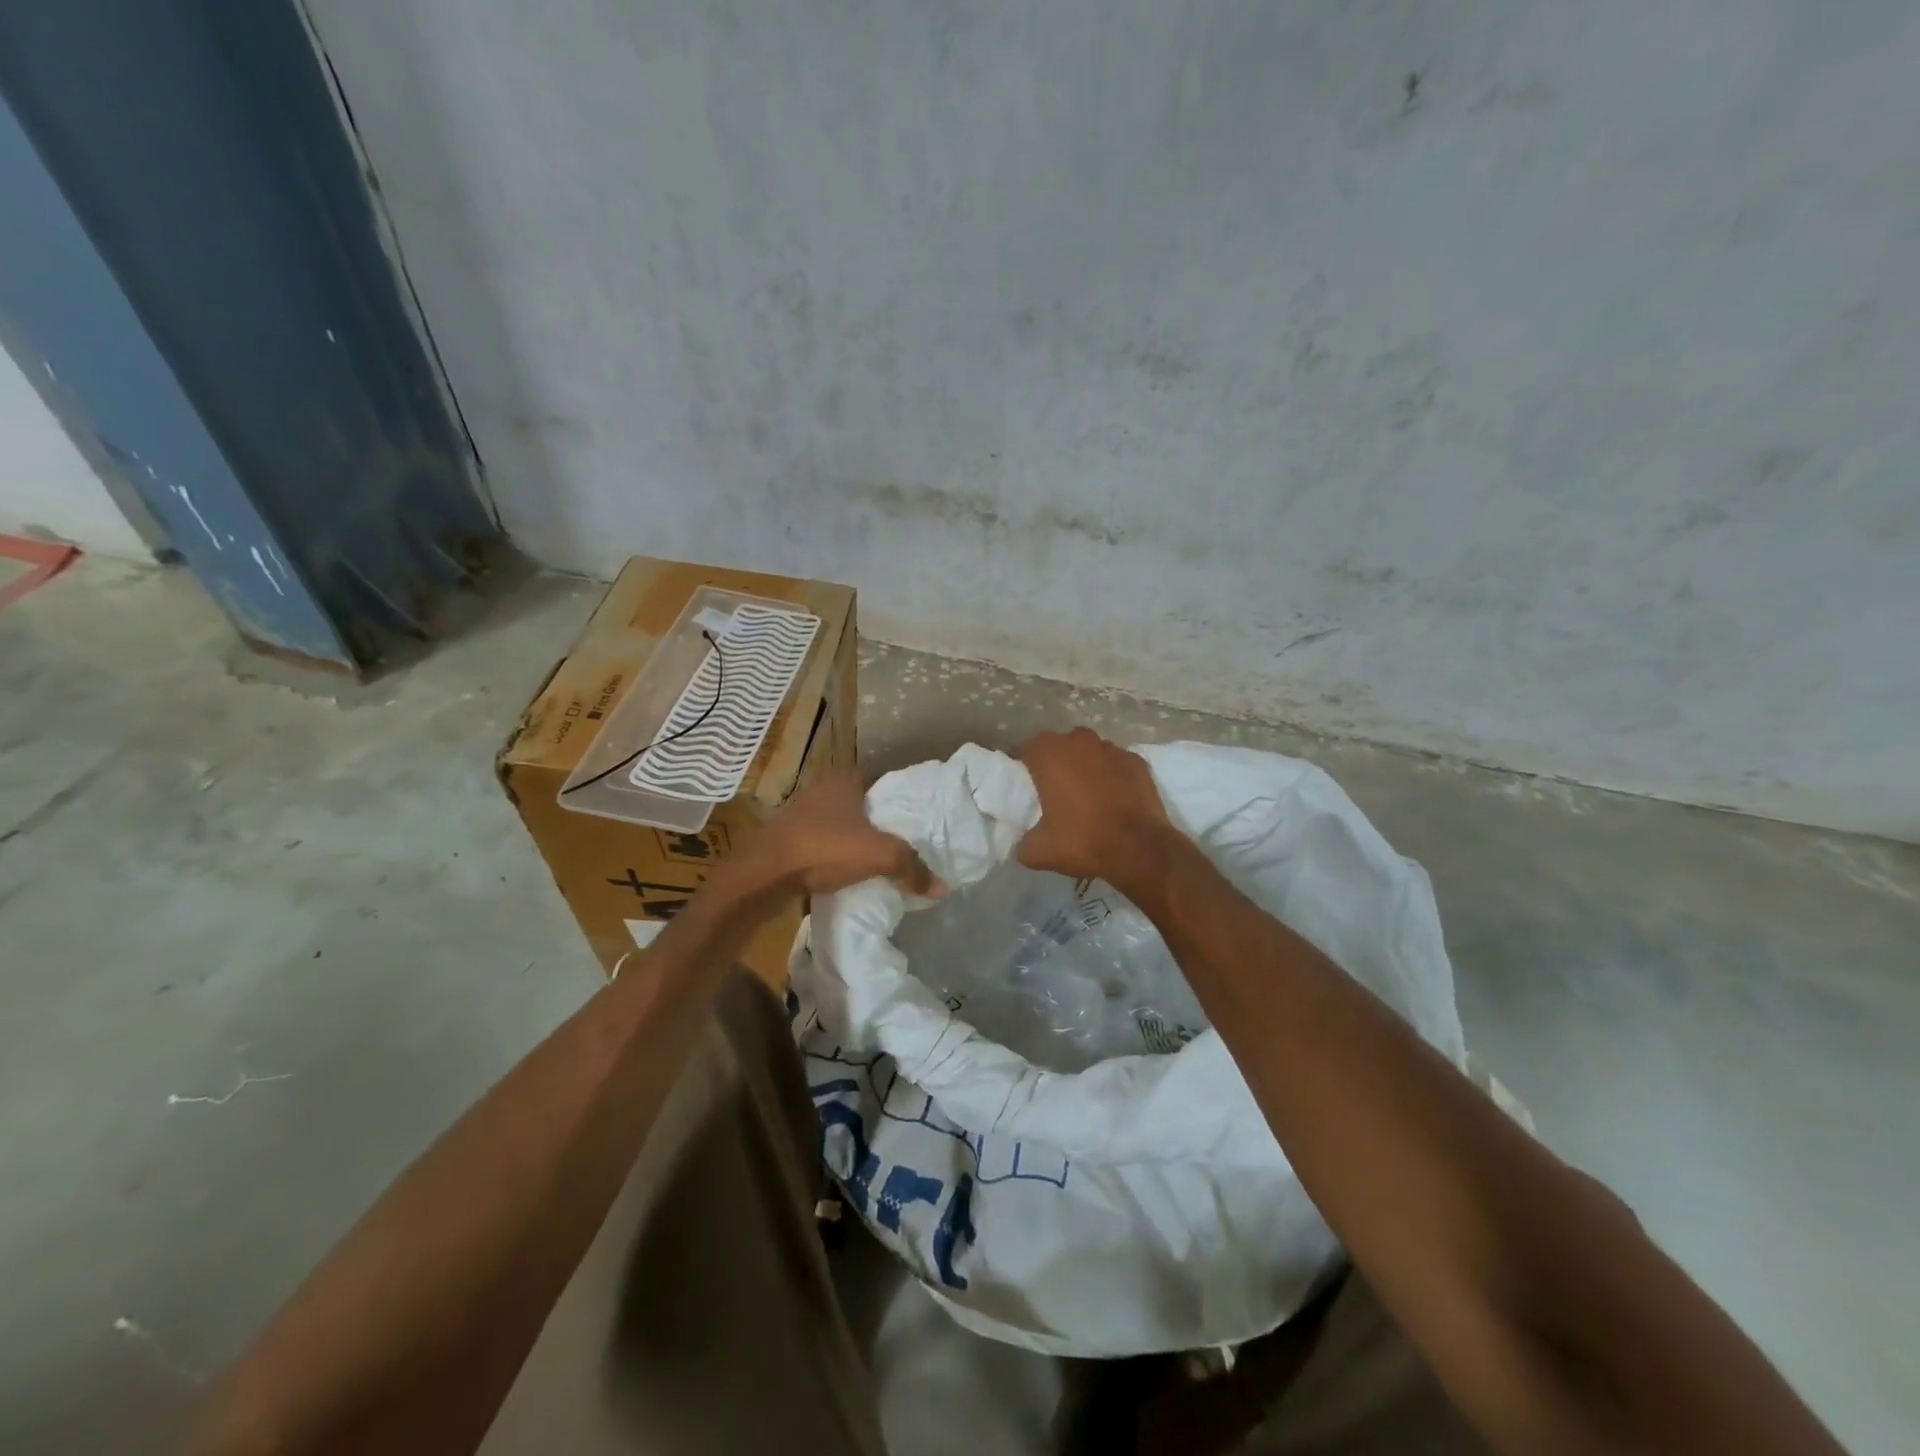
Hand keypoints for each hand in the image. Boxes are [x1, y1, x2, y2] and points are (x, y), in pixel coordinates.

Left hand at [755, 767, 938, 895]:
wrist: (763, 874)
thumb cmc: (824, 848)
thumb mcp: (878, 855)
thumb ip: (911, 867)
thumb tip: (942, 887)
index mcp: (845, 779)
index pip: (883, 780)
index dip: (901, 798)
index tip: (918, 818)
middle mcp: (823, 788)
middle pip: (863, 803)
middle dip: (881, 821)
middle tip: (905, 842)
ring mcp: (802, 813)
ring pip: (842, 823)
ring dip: (857, 839)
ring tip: (881, 859)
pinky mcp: (789, 838)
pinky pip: (824, 842)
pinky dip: (837, 853)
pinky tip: (849, 871)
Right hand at [1016, 728, 1176, 891]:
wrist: (1140, 850)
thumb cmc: (1083, 841)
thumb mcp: (1037, 851)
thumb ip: (1023, 840)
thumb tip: (1024, 839)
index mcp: (1049, 755)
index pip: (1026, 749)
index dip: (1023, 766)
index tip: (1025, 787)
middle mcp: (1079, 741)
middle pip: (1058, 746)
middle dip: (1054, 763)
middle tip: (1053, 791)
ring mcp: (1111, 748)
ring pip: (1088, 752)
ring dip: (1083, 766)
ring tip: (1085, 794)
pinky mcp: (1137, 761)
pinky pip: (1114, 763)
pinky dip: (1111, 774)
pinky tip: (1113, 797)